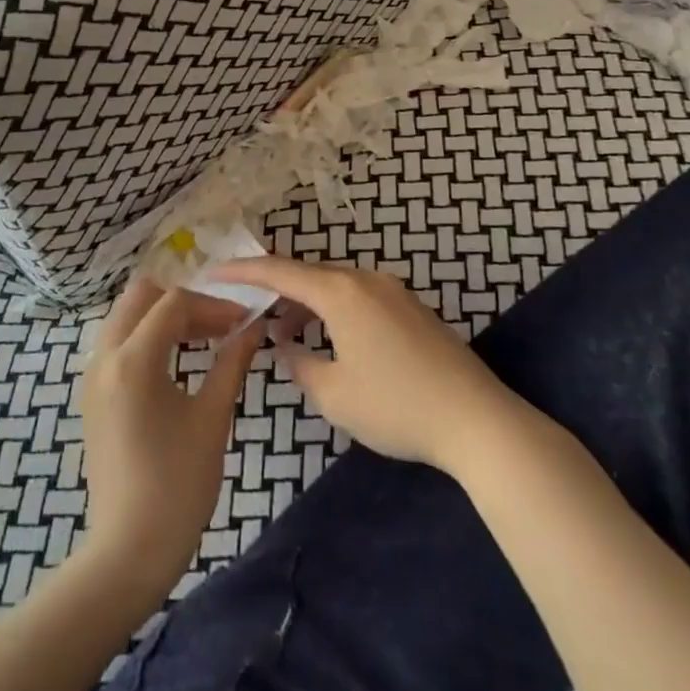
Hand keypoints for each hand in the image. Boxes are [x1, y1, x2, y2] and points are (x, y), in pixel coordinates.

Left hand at [78, 278, 261, 600]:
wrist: (129, 550)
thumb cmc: (178, 485)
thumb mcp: (212, 418)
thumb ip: (232, 363)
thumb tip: (253, 328)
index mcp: (133, 359)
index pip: (174, 303)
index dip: (213, 305)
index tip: (243, 322)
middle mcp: (104, 357)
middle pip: (141, 296)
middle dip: (183, 301)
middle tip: (219, 324)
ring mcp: (93, 375)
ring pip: (126, 316)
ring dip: (163, 316)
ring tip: (203, 338)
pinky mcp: (92, 394)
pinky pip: (118, 341)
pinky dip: (146, 336)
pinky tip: (176, 360)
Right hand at [217, 256, 515, 475]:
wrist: (475, 419)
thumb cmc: (396, 406)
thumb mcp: (334, 394)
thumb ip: (300, 364)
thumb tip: (286, 346)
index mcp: (341, 292)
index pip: (280, 272)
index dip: (243, 271)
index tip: (214, 272)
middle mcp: (366, 279)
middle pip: (308, 275)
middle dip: (276, 292)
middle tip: (250, 314)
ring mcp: (393, 291)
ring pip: (335, 286)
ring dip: (306, 305)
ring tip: (286, 335)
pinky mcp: (411, 308)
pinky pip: (358, 297)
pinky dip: (333, 311)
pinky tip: (331, 342)